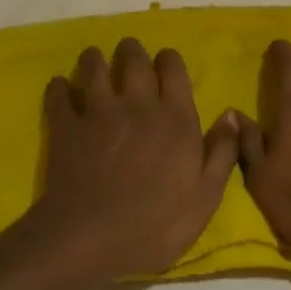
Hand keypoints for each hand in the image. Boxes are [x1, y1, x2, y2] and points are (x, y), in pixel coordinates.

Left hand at [30, 38, 239, 279]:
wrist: (91, 239)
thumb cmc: (155, 224)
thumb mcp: (205, 197)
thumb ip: (221, 152)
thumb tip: (231, 114)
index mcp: (174, 116)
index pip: (172, 67)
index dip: (168, 60)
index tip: (165, 64)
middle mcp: (137, 103)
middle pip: (133, 58)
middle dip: (132, 51)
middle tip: (129, 54)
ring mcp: (98, 111)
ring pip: (94, 66)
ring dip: (95, 60)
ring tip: (95, 62)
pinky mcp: (66, 126)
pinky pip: (59, 95)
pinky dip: (59, 88)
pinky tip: (60, 87)